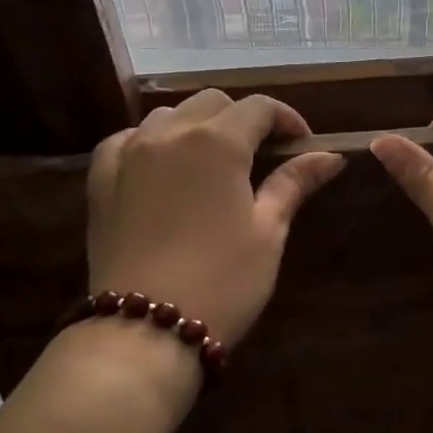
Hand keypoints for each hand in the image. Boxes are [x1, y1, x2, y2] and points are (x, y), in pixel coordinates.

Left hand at [86, 91, 343, 344]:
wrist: (145, 330)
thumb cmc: (222, 282)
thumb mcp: (268, 232)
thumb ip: (294, 183)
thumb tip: (331, 156)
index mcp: (217, 143)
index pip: (259, 108)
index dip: (286, 119)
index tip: (302, 144)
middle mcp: (169, 134)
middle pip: (213, 103)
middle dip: (243, 119)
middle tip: (263, 154)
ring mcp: (128, 153)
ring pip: (168, 116)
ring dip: (197, 126)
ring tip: (213, 160)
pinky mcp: (101, 179)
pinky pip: (127, 139)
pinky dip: (151, 141)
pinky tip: (162, 166)